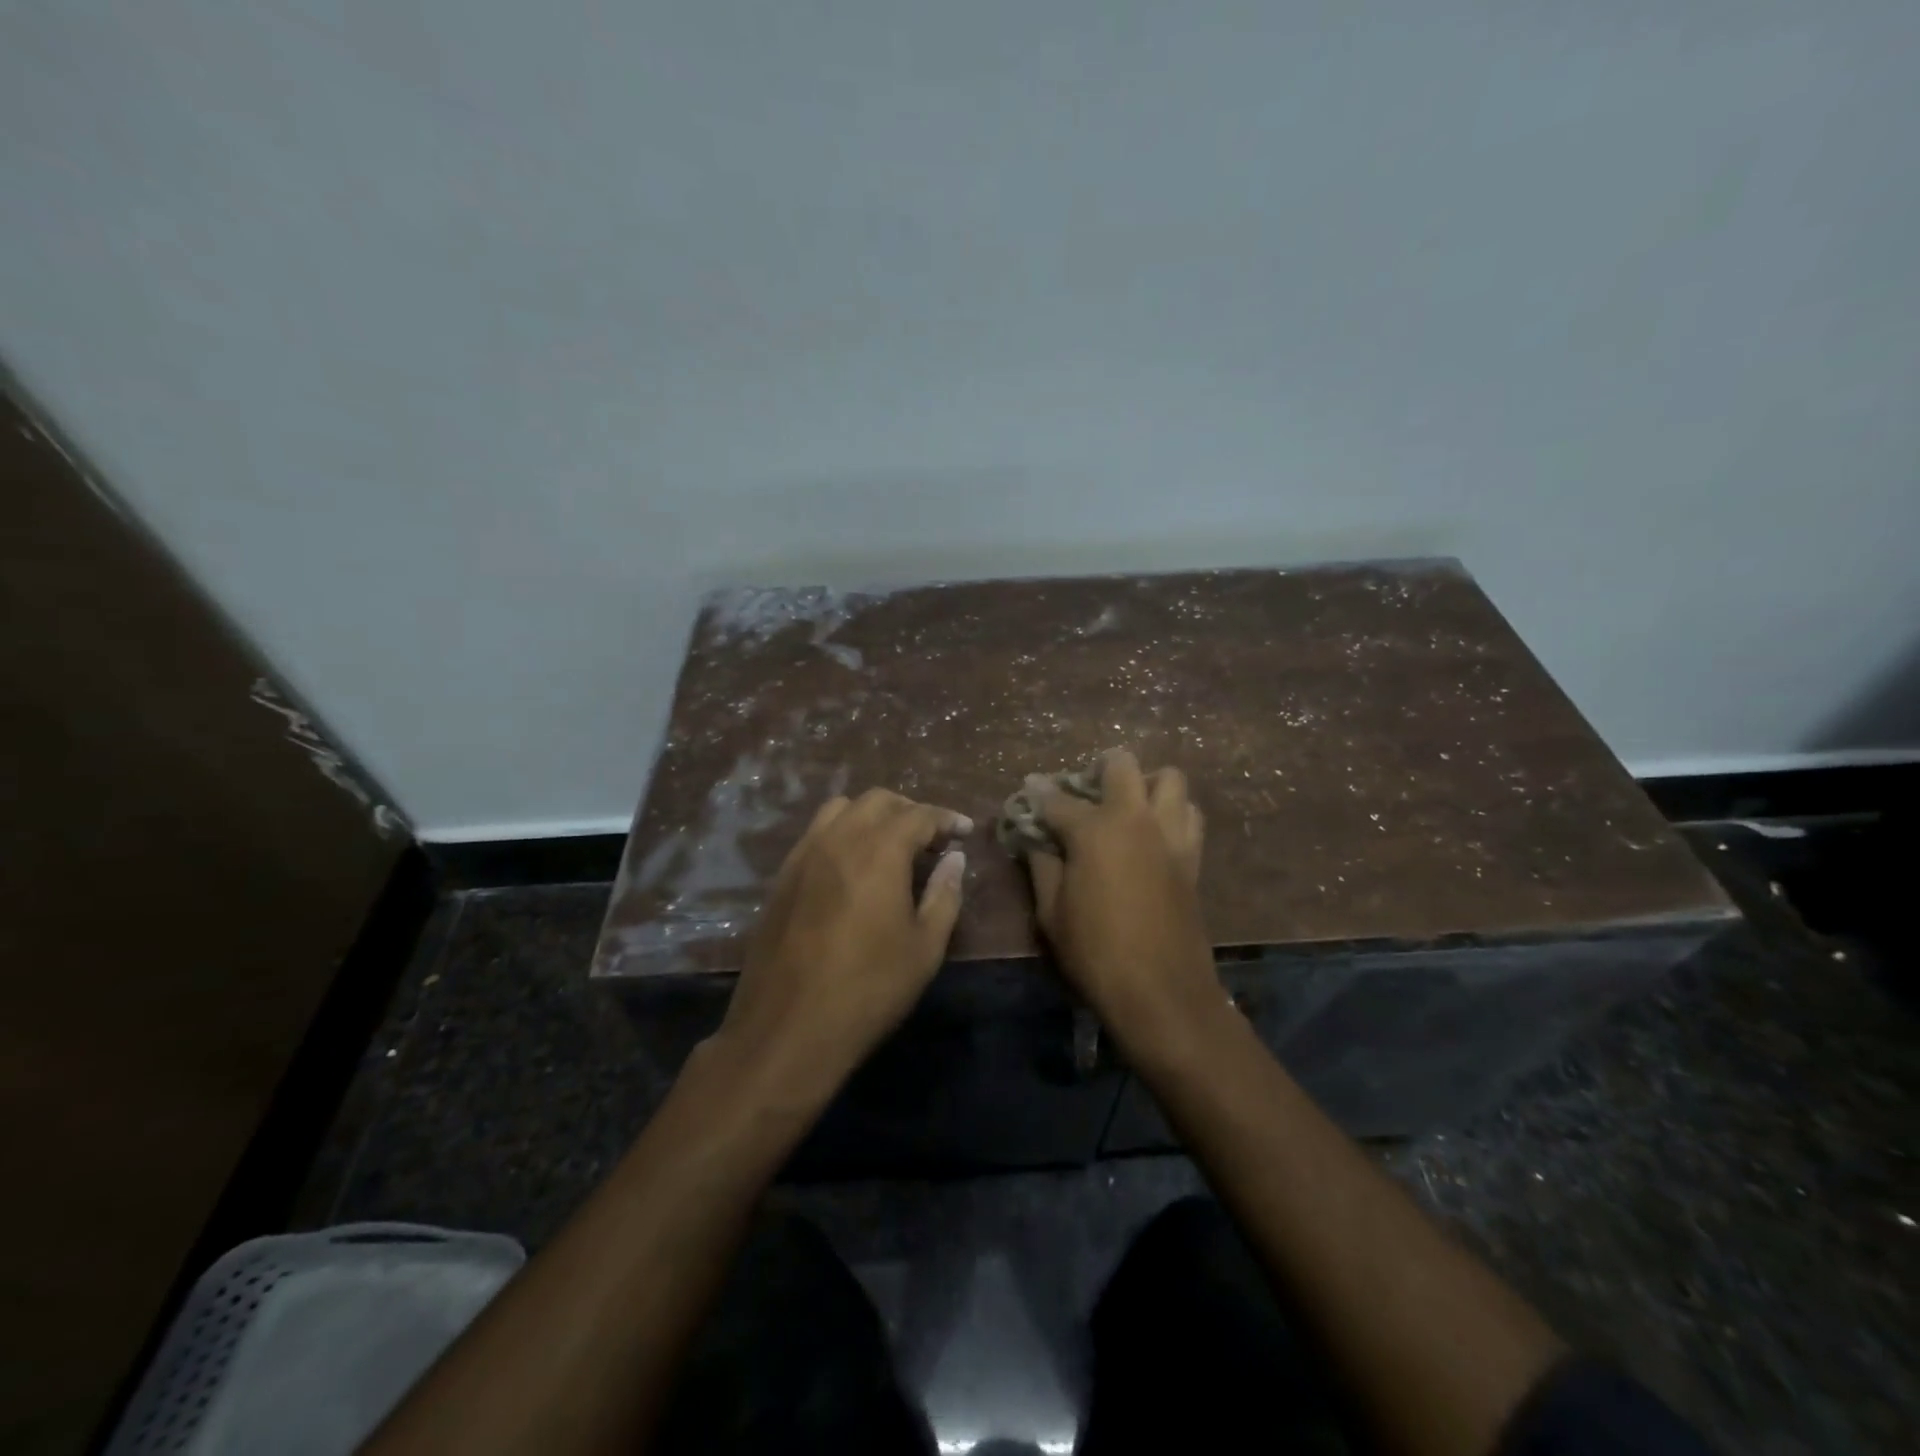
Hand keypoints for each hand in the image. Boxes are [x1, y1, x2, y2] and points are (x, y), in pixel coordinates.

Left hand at [715, 788, 970, 1100]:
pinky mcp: (782, 876)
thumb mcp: (924, 947)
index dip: (947, 819)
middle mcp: (839, 838)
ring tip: (890, 846)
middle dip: (910, 810)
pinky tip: (852, 867)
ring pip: (841, 809)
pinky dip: (842, 833)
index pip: (920, 815)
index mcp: (880, 851)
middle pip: (878, 800)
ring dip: (872, 816)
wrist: (787, 1028)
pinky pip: (816, 834)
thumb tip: (954, 858)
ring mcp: (804, 854)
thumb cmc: (868, 989)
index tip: (965, 831)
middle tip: (931, 839)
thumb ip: (944, 895)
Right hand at [1025, 749, 1224, 1059]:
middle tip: (1085, 790)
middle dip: (1099, 768)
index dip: (1037, 794)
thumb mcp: (1051, 913)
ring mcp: (1170, 835)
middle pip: (1123, 765)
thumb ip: (1042, 867)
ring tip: (1129, 804)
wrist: (1161, 992)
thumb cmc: (1095, 953)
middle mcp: (1135, 819)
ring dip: (1147, 782)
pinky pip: (1189, 815)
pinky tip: (1155, 833)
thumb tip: (1036, 841)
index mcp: (1094, 830)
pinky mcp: (1192, 857)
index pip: (1057, 800)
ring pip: (1170, 779)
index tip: (1027, 791)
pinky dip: (1173, 811)